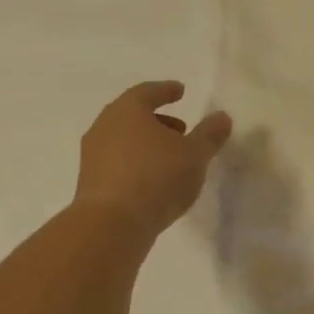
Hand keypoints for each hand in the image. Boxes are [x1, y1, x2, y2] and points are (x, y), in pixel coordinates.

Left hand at [74, 81, 231, 233]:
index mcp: (128, 111)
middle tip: (181, 129)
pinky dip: (137, 161)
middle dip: (158, 119)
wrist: (112, 223)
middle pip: (133, 115)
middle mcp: (105, 126)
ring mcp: (93, 154)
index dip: (166, 90)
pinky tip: (154, 179)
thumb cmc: (157, 177)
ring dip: (147, 143)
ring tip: (171, 157)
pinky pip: (118, 161)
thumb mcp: (195, 154)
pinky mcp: (91, 181)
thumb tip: (222, 117)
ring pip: (124, 139)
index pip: (148, 92)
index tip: (180, 91)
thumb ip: (210, 134)